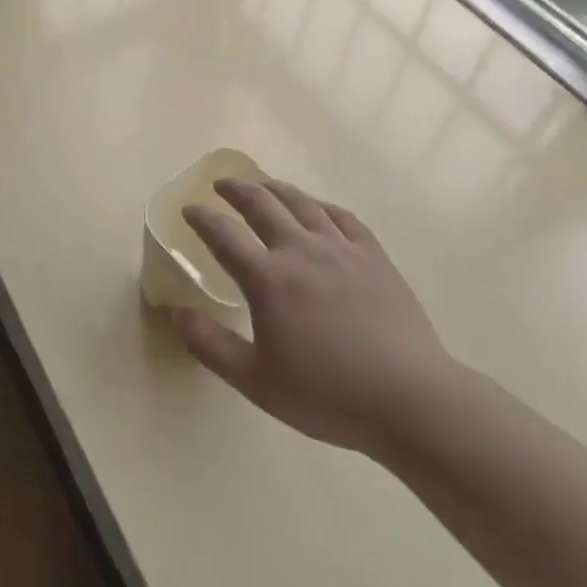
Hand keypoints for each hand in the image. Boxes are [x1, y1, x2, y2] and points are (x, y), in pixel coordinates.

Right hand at [172, 178, 455, 458]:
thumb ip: (210, 345)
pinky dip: (320, 206)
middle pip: (261, 204)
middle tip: (221, 186)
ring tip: (262, 185)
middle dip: (236, 190)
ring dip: (275, 188)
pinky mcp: (373, 255)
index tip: (188, 210)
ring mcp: (340, 248)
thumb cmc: (328, 395)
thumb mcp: (256, 381)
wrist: (411, 401)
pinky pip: (341, 217)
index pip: (223, 234)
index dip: (201, 218)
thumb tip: (174, 313)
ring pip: (301, 202)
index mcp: (268, 278)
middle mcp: (300, 250)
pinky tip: (316, 209)